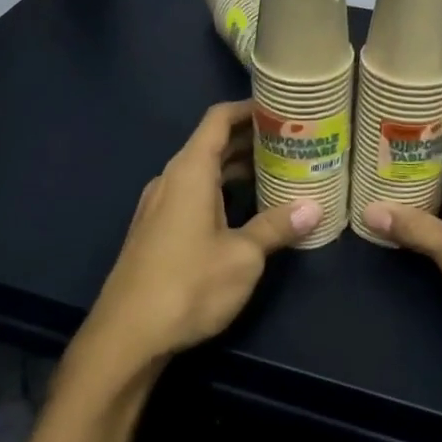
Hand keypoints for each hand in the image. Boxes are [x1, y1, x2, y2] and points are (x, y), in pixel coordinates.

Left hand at [76, 101, 319, 375]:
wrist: (128, 334)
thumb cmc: (188, 285)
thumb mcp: (243, 256)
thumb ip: (276, 227)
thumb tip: (313, 208)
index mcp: (190, 172)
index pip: (218, 120)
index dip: (249, 108)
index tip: (281, 108)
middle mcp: (171, 180)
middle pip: (211, 144)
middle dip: (250, 140)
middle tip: (293, 142)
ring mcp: (160, 205)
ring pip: (203, 172)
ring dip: (237, 168)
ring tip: (278, 172)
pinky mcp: (156, 230)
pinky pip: (193, 195)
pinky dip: (221, 191)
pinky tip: (246, 210)